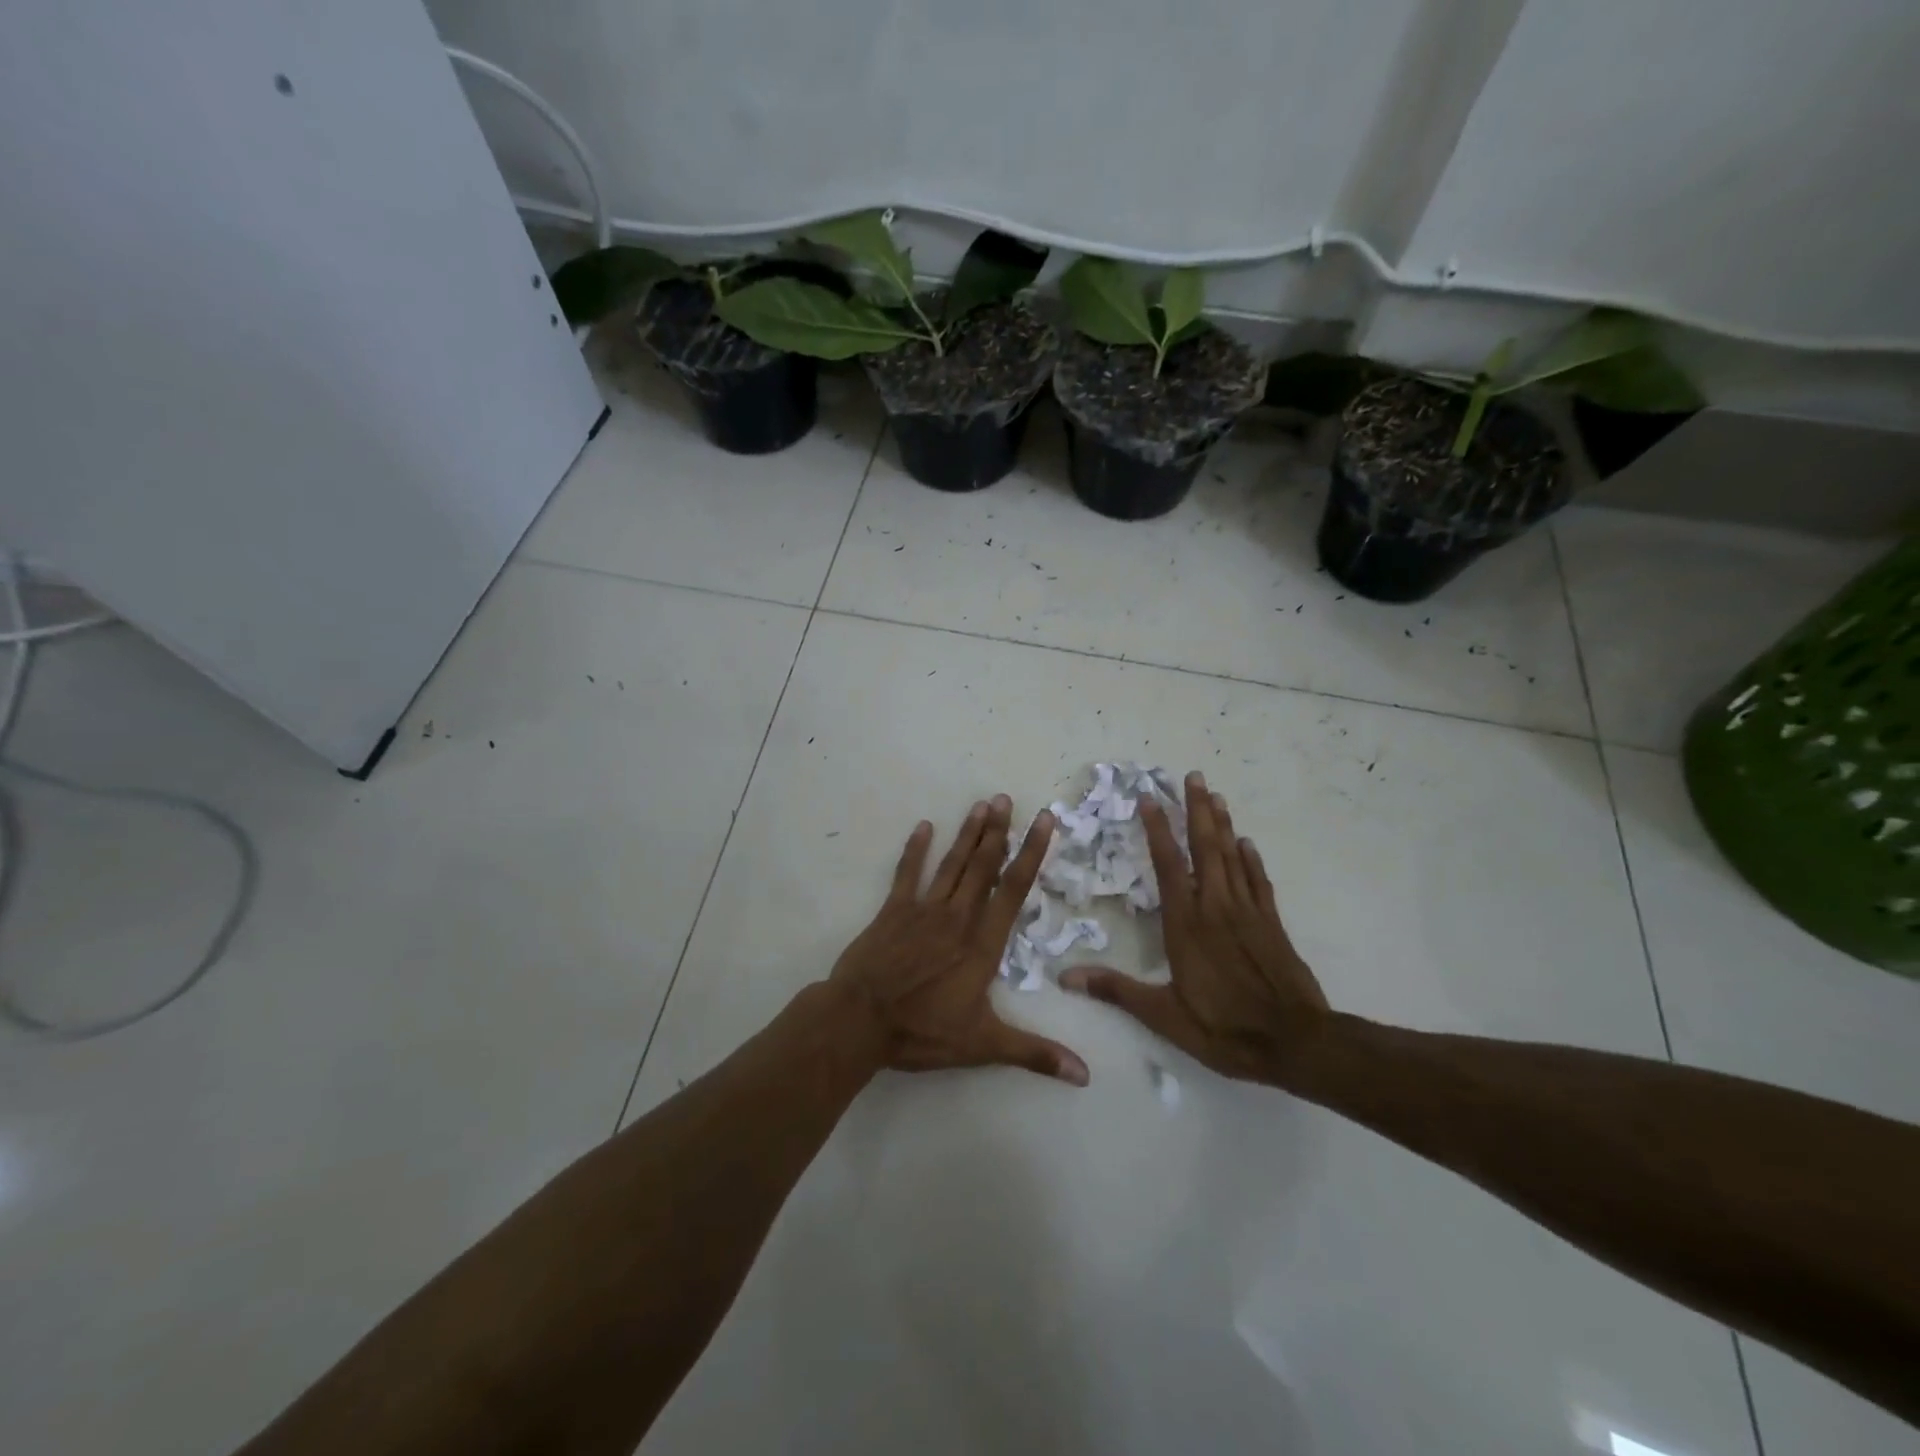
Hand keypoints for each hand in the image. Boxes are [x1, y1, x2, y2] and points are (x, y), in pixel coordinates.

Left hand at [829, 796, 1089, 1086]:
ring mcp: (923, 910)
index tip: (1043, 822)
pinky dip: (916, 850)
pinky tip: (924, 826)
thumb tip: (1085, 1074)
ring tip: (982, 804)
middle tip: (1007, 799)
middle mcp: (957, 918)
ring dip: (967, 834)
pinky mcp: (892, 911)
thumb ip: (1034, 1053)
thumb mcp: (983, 1046)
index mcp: (982, 944)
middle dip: (998, 832)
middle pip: (983, 867)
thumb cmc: (923, 1032)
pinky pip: (907, 874)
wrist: (860, 1021)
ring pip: (952, 865)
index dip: (1031, 854)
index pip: (1013, 891)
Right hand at [1061, 772, 1328, 1085]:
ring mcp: (1247, 912)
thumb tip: (1065, 977)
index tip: (1149, 799)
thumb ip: (1116, 990)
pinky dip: (1252, 859)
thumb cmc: (1225, 1029)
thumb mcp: (1164, 1016)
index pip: (1168, 865)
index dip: (1157, 830)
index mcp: (1186, 924)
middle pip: (1205, 848)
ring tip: (1216, 795)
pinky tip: (1247, 843)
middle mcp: (1216, 907)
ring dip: (1222, 824)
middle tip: (1193, 776)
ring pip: (1233, 857)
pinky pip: (1258, 881)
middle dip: (1197, 810)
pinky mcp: (1272, 924)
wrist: (1297, 1043)